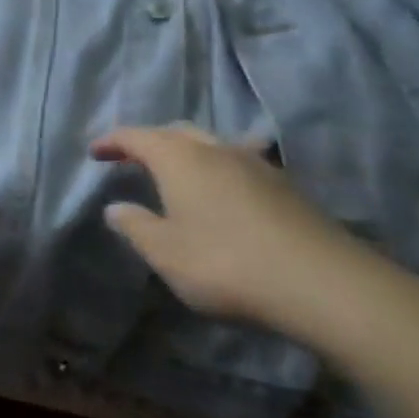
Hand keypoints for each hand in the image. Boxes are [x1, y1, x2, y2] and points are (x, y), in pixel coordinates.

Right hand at [92, 124, 394, 335]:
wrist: (324, 285)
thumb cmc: (225, 263)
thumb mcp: (165, 252)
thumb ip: (135, 226)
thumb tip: (115, 207)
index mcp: (179, 158)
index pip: (136, 136)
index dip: (112, 141)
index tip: (94, 152)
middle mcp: (216, 150)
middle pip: (176, 132)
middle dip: (150, 141)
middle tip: (131, 158)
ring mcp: (257, 165)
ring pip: (212, 144)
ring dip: (187, 152)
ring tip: (176, 172)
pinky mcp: (286, 187)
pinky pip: (239, 163)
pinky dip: (218, 169)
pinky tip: (223, 191)